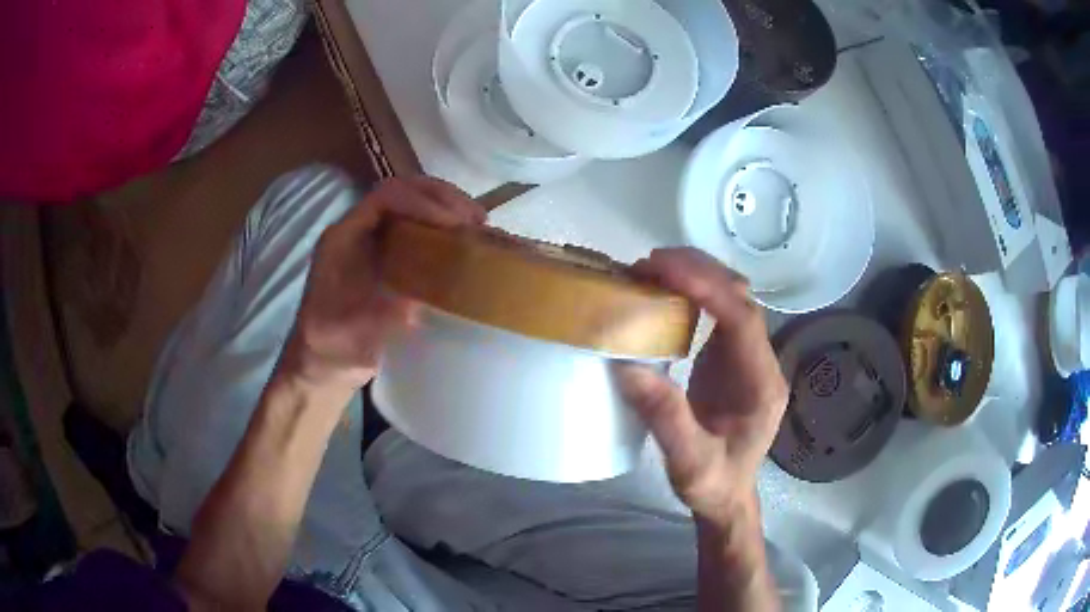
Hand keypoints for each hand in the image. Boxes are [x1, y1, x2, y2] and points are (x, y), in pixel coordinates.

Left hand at [280, 176, 484, 392]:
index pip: (385, 198)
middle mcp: (358, 230)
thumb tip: (414, 304)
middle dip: (442, 198)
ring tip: (477, 226)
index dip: (422, 203)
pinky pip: (416, 227)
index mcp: (344, 238)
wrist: (321, 362)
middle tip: (477, 219)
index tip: (454, 224)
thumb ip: (374, 319)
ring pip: (411, 204)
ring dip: (446, 207)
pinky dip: (443, 226)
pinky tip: (464, 241)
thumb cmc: (330, 349)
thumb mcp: (349, 337)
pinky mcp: (385, 257)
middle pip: (402, 191)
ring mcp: (372, 242)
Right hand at [615, 248, 787, 527]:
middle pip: (741, 298)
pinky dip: (692, 292)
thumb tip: (628, 365)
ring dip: (696, 275)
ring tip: (651, 270)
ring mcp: (749, 358)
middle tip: (648, 264)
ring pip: (732, 298)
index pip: (742, 319)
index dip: (706, 286)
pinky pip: (719, 312)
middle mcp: (762, 362)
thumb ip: (665, 419)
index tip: (662, 269)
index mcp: (761, 384)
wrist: (728, 497)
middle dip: (699, 271)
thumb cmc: (713, 484)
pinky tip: (664, 292)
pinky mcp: (732, 359)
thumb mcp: (688, 463)